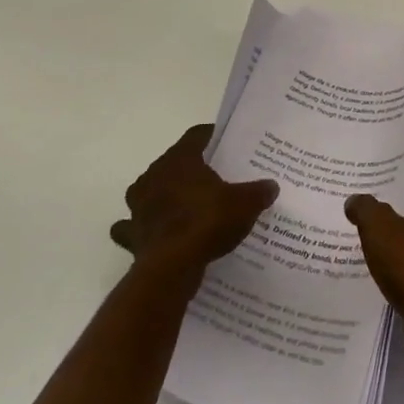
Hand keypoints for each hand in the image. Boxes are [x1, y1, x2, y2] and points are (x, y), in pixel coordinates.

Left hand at [110, 125, 278, 280]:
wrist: (171, 267)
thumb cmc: (208, 222)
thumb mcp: (245, 203)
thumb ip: (258, 192)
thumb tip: (271, 186)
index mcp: (180, 159)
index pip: (196, 136)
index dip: (211, 136)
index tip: (224, 141)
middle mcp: (154, 175)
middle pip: (173, 163)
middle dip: (189, 168)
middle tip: (212, 177)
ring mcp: (138, 205)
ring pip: (149, 191)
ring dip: (162, 195)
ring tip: (182, 204)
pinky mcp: (132, 233)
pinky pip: (133, 226)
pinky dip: (141, 227)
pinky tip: (155, 232)